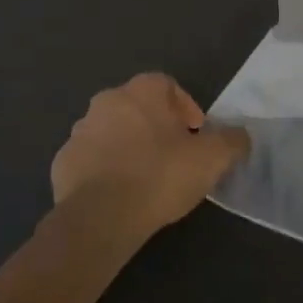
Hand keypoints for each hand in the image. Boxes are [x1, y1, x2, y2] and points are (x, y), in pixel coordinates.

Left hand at [52, 74, 249, 242]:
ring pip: (112, 132)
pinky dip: (105, 170)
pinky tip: (119, 195)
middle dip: (156, 127)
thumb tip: (240, 135)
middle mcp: (107, 101)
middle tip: (174, 157)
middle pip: (138, 107)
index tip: (197, 135)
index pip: (168, 85)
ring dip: (128, 146)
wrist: (100, 216)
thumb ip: (232, 141)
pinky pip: (91, 159)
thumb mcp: (212, 159)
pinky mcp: (63, 161)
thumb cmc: (160, 176)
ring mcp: (80, 131)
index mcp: (142, 91)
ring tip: (145, 179)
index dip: (186, 108)